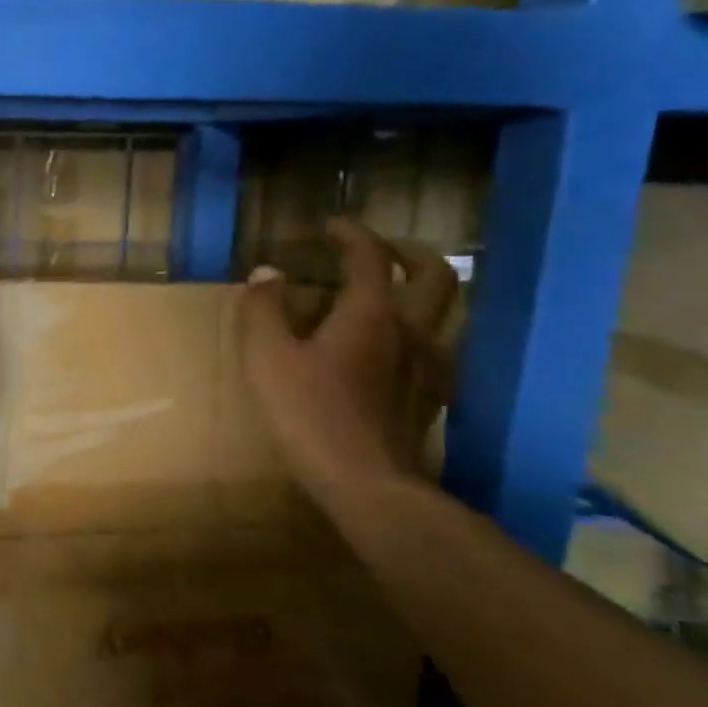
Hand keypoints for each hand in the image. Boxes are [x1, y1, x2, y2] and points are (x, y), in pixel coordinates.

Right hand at [238, 220, 457, 503]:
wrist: (367, 481)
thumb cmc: (309, 413)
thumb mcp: (266, 358)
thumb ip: (262, 309)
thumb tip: (266, 273)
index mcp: (371, 312)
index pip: (369, 256)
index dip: (351, 234)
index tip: (331, 226)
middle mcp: (412, 328)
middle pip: (433, 273)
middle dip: (407, 251)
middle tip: (378, 249)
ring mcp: (431, 362)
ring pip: (445, 308)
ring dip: (420, 288)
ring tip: (389, 292)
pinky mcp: (433, 394)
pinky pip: (438, 343)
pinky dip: (420, 327)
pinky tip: (395, 345)